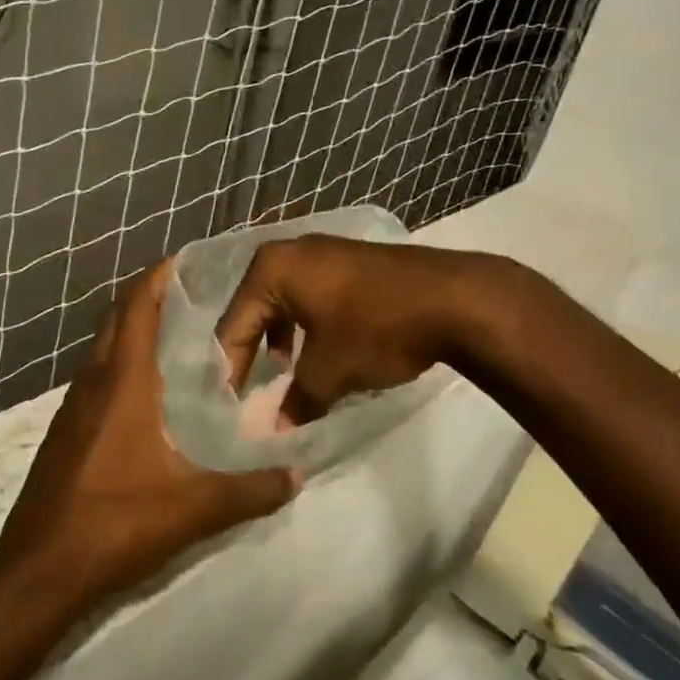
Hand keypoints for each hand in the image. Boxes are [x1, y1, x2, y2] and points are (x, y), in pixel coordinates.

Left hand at [0, 258, 301, 611]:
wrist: (39, 572)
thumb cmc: (116, 523)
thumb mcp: (194, 508)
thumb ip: (250, 490)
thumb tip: (298, 474)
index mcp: (122, 382)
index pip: (137, 308)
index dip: (158, 277)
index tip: (185, 258)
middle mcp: (93, 383)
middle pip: (117, 319)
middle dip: (147, 295)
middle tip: (189, 290)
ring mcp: (73, 409)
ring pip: (102, 349)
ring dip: (131, 329)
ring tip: (173, 332)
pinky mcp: (65, 434)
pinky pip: (95, 378)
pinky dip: (119, 363)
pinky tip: (145, 392)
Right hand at [213, 235, 489, 423]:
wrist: (454, 299)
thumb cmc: (377, 329)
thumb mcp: (330, 371)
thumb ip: (296, 400)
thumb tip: (277, 429)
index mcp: (272, 269)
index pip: (234, 325)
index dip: (229, 370)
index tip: (226, 407)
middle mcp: (292, 251)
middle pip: (255, 309)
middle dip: (252, 351)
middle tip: (247, 391)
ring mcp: (324, 251)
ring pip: (285, 301)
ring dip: (279, 338)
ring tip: (283, 372)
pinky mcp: (351, 261)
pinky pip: (312, 294)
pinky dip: (306, 324)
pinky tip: (319, 351)